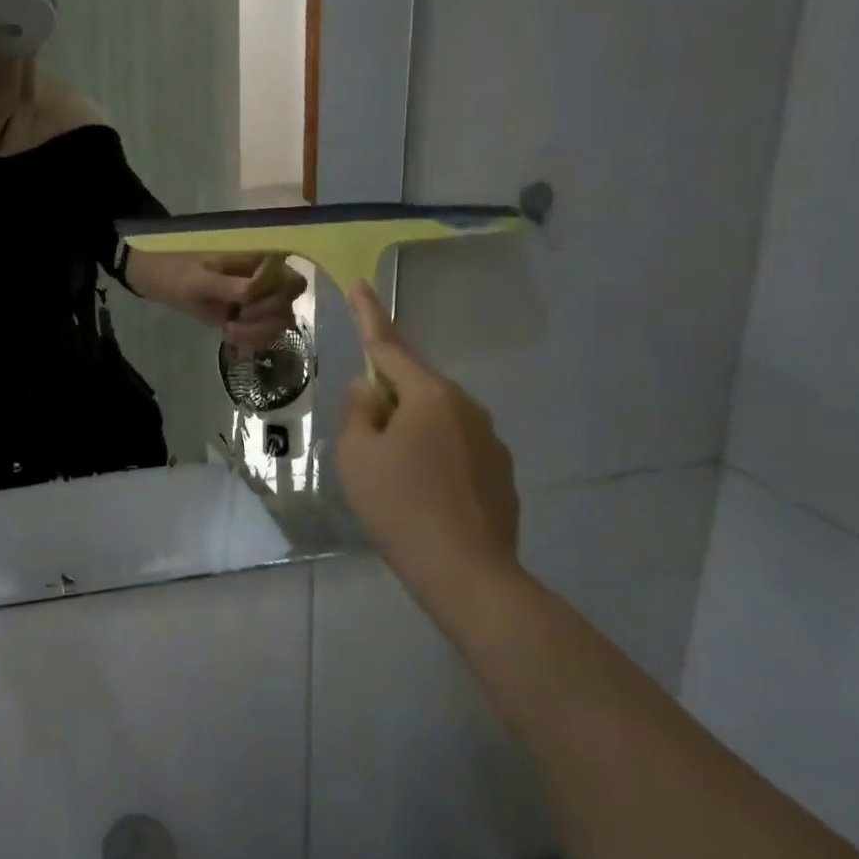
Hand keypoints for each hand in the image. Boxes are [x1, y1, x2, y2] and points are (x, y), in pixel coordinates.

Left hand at [134, 252, 306, 349]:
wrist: (159, 279)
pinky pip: (267, 331)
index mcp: (261, 259)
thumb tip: (258, 291)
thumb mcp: (202, 280)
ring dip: (257, 332)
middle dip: (264, 319)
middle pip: (289, 305)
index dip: (273, 299)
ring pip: (281, 322)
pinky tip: (230, 337)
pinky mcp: (251, 314)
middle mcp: (268, 277)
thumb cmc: (179, 273)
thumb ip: (233, 286)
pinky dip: (253, 339)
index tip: (243, 305)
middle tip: (233, 321)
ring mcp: (261, 297)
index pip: (292, 284)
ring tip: (229, 331)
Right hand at [336, 279, 520, 613]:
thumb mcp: (358, 455)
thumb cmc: (401, 505)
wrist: (469, 575)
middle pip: (414, 385)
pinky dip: (433, 457)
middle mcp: (465, 407)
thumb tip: (370, 390)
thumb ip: (360, 412)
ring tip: (392, 474)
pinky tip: (422, 493)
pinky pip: (455, 447)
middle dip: (388, 395)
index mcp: (428, 395)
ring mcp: (490, 440)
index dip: (368, 314)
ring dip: (410, 429)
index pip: (388, 345)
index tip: (360, 283)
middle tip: (364, 431)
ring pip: (435, 418)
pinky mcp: (500, 472)